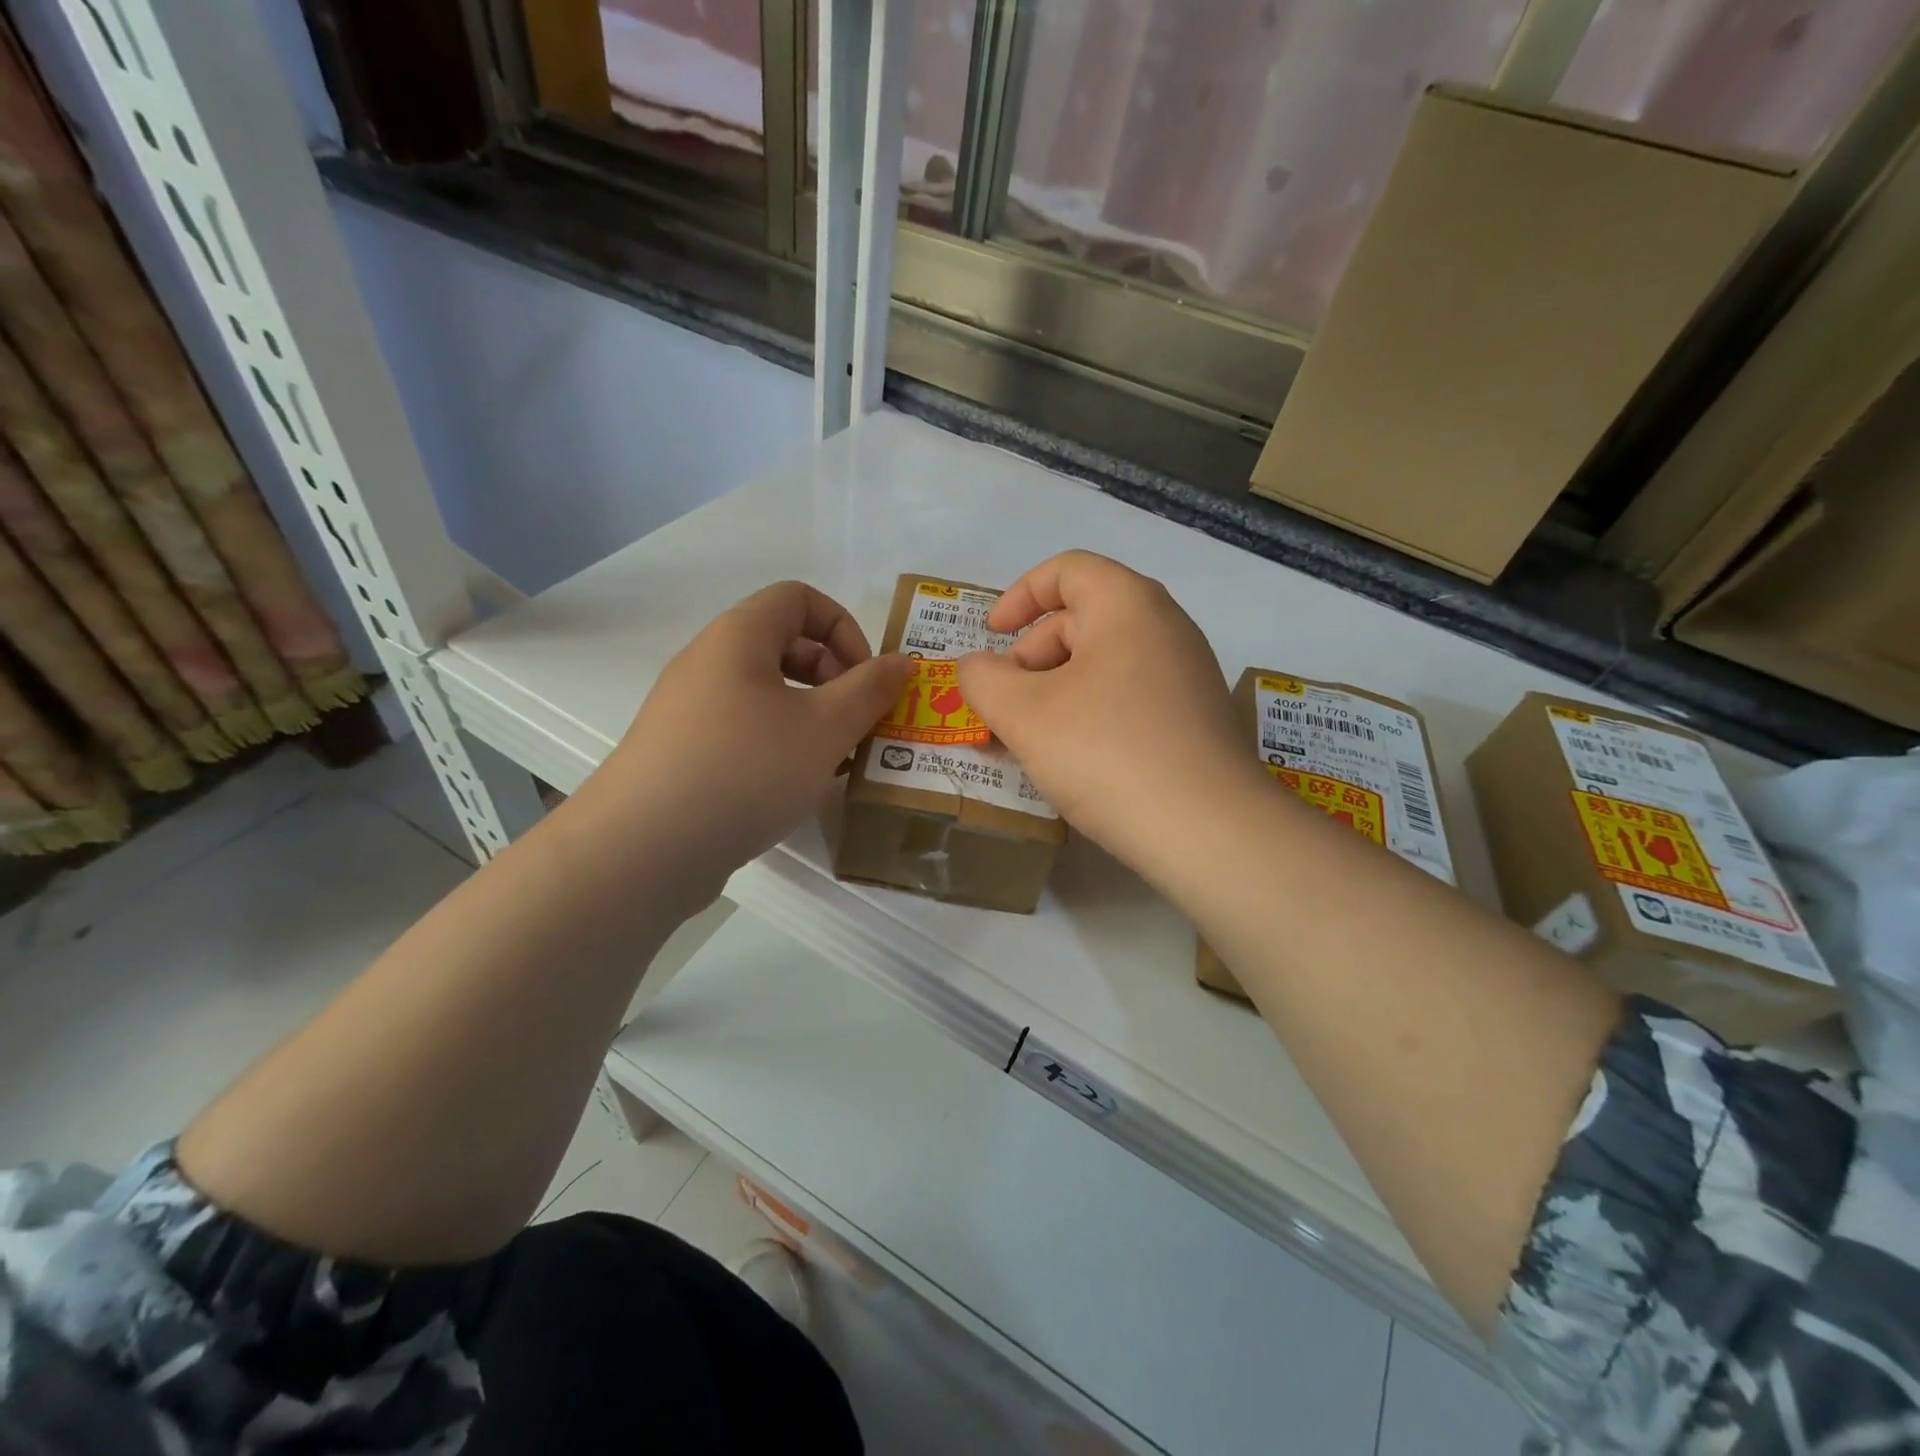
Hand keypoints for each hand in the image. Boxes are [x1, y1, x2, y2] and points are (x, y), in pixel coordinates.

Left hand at [584, 581, 910, 898]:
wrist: (642, 849)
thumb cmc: (745, 770)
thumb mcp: (825, 728)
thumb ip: (870, 689)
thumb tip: (901, 662)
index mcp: (739, 637)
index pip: (800, 598)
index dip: (845, 628)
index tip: (866, 679)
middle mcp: (709, 661)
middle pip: (785, 644)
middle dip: (834, 678)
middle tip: (858, 724)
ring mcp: (689, 709)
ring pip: (767, 693)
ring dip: (811, 716)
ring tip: (835, 761)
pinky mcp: (682, 752)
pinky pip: (743, 729)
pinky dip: (779, 744)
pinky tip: (794, 787)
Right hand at [955, 551, 1262, 873]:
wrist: (1208, 831)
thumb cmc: (1107, 752)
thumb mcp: (1024, 714)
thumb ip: (984, 679)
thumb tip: (976, 667)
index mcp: (1128, 605)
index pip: (1067, 570)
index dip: (1019, 595)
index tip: (991, 635)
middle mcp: (1166, 628)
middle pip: (1082, 620)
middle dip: (1029, 658)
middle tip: (1001, 708)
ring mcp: (1187, 677)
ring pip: (1103, 666)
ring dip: (1054, 693)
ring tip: (1028, 742)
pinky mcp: (1196, 721)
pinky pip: (1129, 699)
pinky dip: (1090, 715)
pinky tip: (1073, 762)